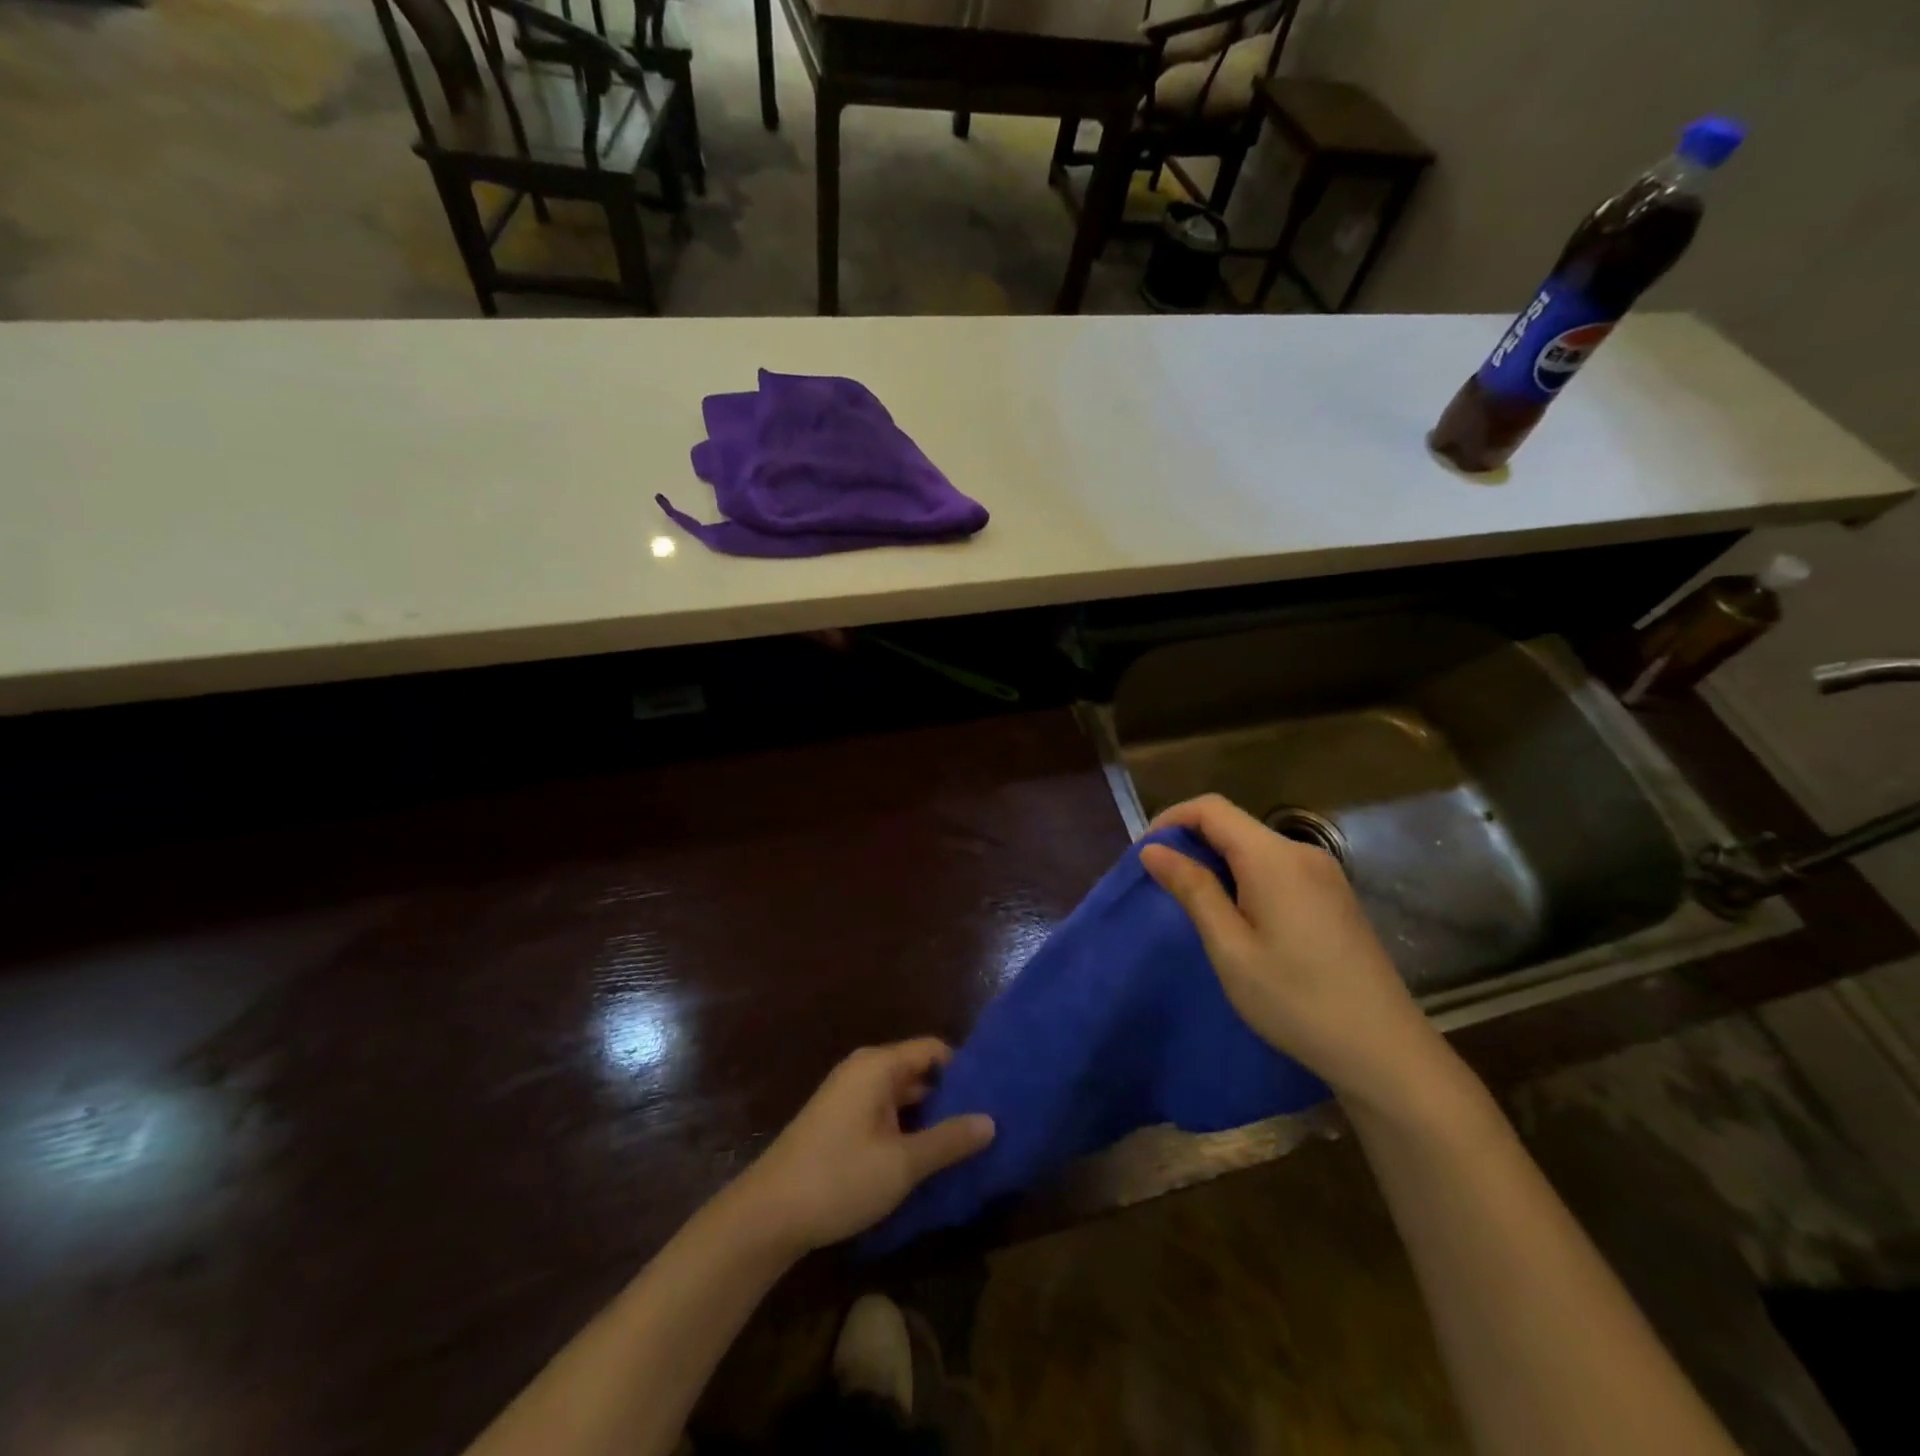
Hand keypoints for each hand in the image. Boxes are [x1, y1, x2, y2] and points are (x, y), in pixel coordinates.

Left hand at [733, 1039, 994, 1253]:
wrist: (767, 1215)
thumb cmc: (839, 1178)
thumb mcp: (902, 1163)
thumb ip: (948, 1140)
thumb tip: (991, 1121)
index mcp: (878, 1066)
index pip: (934, 1050)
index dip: (965, 1069)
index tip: (994, 1096)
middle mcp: (864, 1070)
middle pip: (918, 1072)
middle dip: (950, 1097)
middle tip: (987, 1125)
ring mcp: (848, 1096)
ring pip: (902, 1096)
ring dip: (929, 1118)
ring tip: (966, 1144)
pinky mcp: (839, 1122)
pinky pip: (884, 1113)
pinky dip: (907, 1129)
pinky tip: (927, 1158)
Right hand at [1139, 795, 1460, 1115]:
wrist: (1384, 1051)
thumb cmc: (1296, 1000)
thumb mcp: (1231, 948)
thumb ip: (1193, 890)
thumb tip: (1154, 850)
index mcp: (1274, 858)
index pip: (1212, 808)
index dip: (1171, 820)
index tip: (1144, 854)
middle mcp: (1302, 853)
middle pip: (1234, 824)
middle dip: (1191, 842)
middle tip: (1162, 884)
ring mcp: (1324, 874)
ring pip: (1255, 847)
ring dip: (1217, 862)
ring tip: (1194, 905)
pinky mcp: (1334, 896)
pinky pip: (1277, 868)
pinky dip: (1244, 877)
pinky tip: (1238, 917)